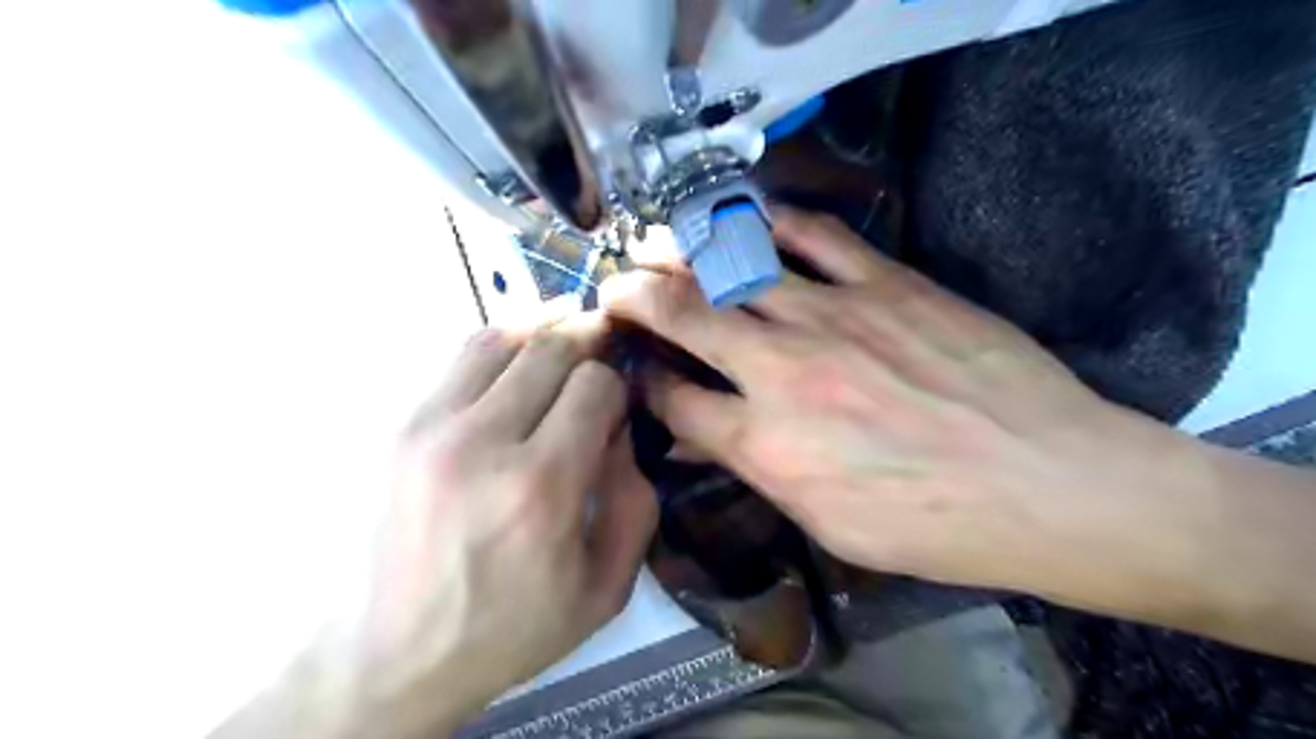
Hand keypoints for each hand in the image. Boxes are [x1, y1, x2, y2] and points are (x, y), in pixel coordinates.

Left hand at [351, 313, 656, 737]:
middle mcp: (481, 442)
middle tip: (605, 339)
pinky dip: (501, 346)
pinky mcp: (400, 427)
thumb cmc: (508, 629)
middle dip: (588, 338)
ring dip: (543, 329)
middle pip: (550, 349)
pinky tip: (519, 355)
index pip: (595, 385)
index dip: (618, 384)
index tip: (619, 404)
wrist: (388, 657)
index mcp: (539, 487)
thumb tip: (622, 429)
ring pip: (500, 338)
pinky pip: (460, 359)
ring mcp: (430, 428)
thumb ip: (634, 502)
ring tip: (566, 329)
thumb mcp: (604, 588)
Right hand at [600, 204, 1205, 606]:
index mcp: (767, 443)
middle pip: (684, 316)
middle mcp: (782, 369)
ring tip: (655, 242)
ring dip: (683, 252)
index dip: (647, 384)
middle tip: (614, 286)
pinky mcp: (885, 282)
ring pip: (734, 265)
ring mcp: (833, 315)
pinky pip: (814, 234)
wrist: (1046, 483)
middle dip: (635, 297)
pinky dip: (771, 221)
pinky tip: (748, 218)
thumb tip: (708, 438)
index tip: (637, 372)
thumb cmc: (934, 525)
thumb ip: (759, 470)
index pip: (676, 402)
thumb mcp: (827, 522)